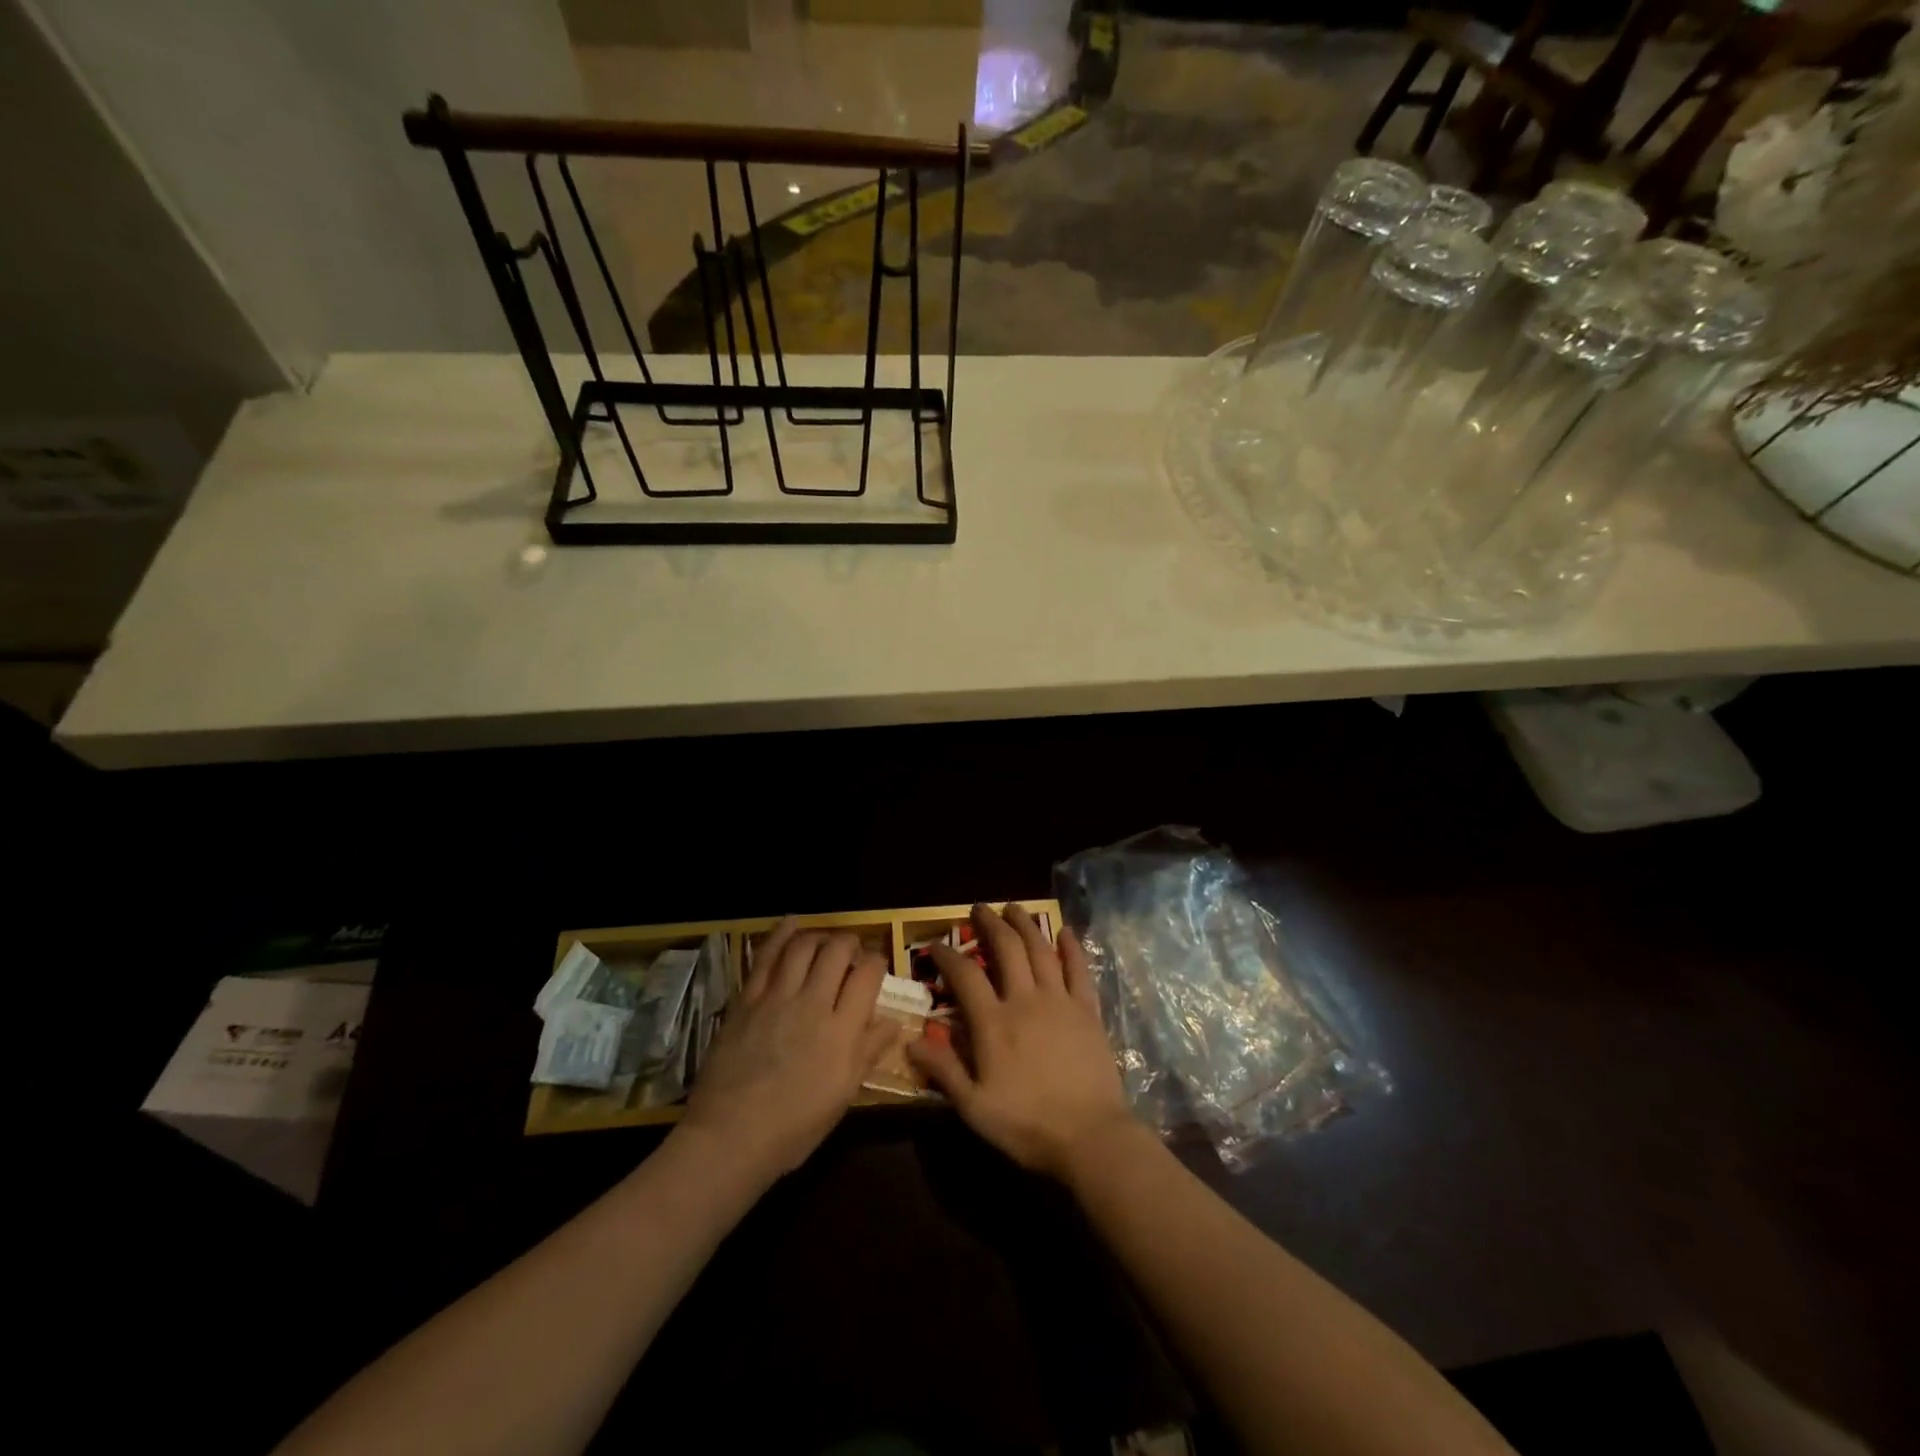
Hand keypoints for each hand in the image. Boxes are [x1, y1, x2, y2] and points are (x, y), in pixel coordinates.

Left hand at [681, 919, 897, 1182]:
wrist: (729, 1138)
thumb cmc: (794, 1128)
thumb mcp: (843, 1096)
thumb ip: (868, 1052)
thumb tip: (893, 1023)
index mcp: (842, 1031)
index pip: (868, 974)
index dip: (876, 962)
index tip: (876, 968)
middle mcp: (813, 1003)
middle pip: (837, 950)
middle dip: (851, 943)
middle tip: (853, 952)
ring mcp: (777, 997)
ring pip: (804, 946)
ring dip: (820, 936)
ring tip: (825, 941)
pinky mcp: (747, 999)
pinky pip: (765, 956)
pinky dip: (781, 934)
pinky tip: (791, 923)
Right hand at [907, 903, 1137, 1181]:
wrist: (1090, 1137)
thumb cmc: (1027, 1125)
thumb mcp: (975, 1108)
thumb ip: (944, 1070)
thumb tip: (911, 1040)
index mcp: (994, 1023)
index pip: (965, 975)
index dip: (948, 955)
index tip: (937, 944)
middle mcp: (1025, 1000)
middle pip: (1006, 949)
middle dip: (990, 924)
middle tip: (979, 909)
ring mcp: (1060, 1001)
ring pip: (1041, 950)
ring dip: (1026, 925)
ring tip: (1014, 908)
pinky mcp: (1088, 1010)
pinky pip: (1079, 970)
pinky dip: (1071, 948)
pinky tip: (1065, 932)